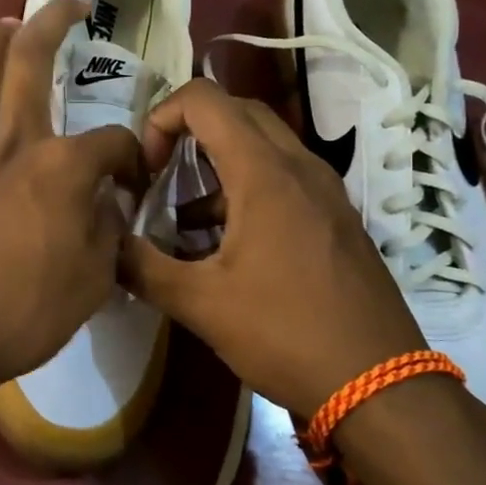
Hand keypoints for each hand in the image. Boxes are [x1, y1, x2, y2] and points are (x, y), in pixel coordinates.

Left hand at [0, 0, 142, 405]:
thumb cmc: (20, 316)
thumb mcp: (92, 284)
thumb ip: (105, 233)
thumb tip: (105, 203)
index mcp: (61, 169)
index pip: (111, 140)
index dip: (132, 152)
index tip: (134, 174)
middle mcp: (10, 145)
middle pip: (29, 63)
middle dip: (52, 23)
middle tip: (69, 6)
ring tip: (3, 25)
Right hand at [120, 79, 425, 418]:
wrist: (379, 384)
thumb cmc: (284, 334)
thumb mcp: (200, 304)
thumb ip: (143, 267)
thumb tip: (105, 247)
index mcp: (264, 173)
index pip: (204, 100)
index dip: (162, 119)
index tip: (147, 169)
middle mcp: (299, 167)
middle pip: (237, 112)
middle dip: (189, 131)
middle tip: (161, 175)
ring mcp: (325, 191)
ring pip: (263, 146)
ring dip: (218, 164)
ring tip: (185, 219)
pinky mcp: (336, 218)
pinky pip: (284, 178)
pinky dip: (246, 188)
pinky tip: (225, 245)